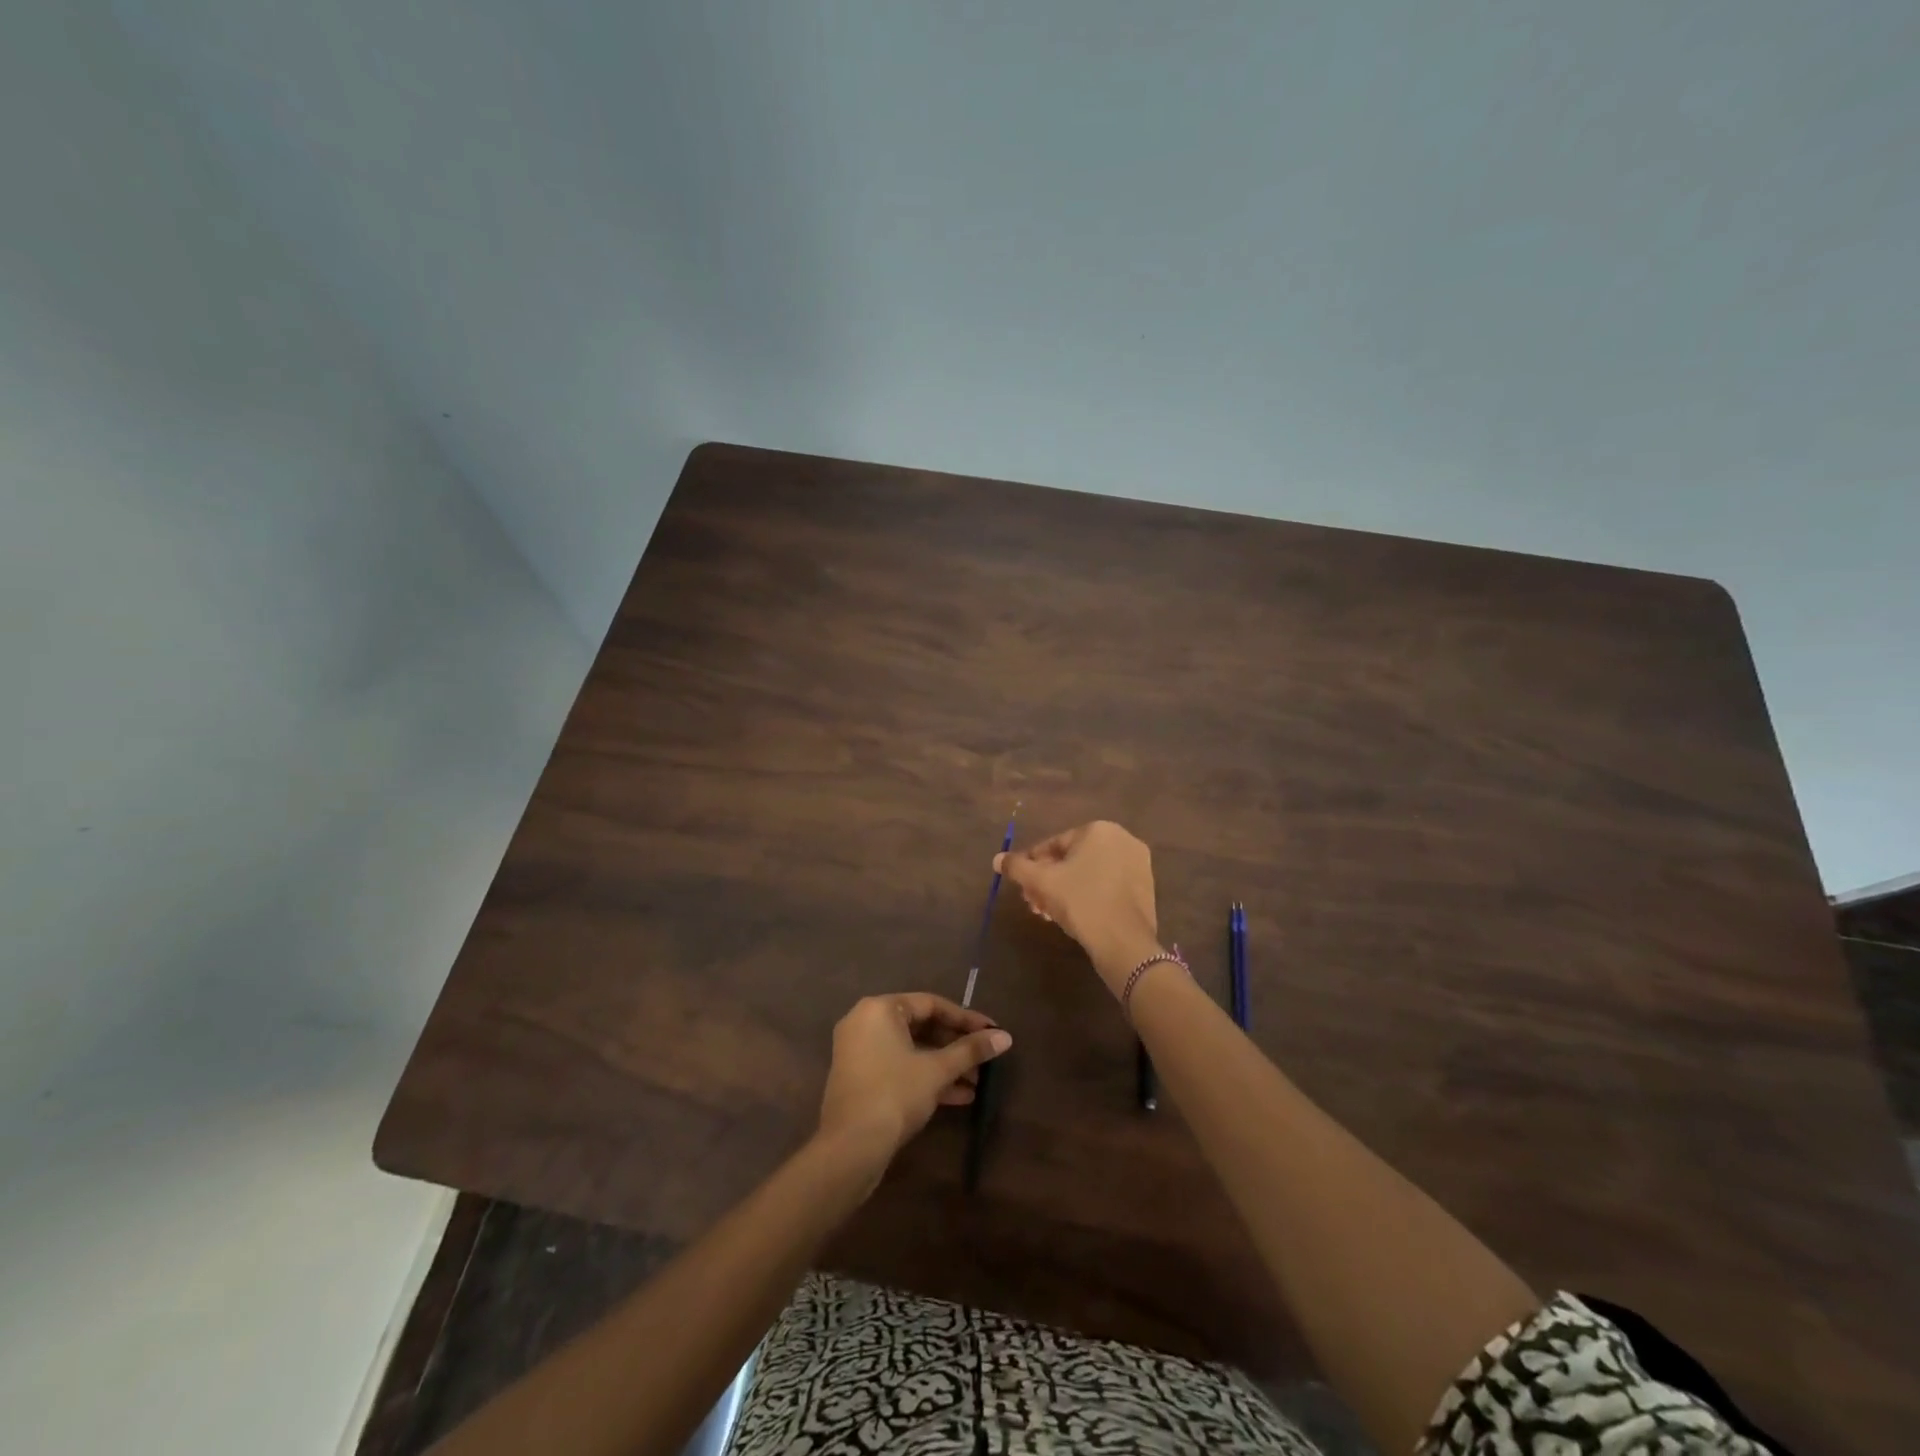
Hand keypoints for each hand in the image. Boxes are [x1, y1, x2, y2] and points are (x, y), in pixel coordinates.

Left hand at [816, 993, 1011, 1169]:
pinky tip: (958, 1097)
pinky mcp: (860, 1079)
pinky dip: (925, 1077)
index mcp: (880, 1009)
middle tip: (985, 1059)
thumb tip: (1005, 1037)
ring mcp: (860, 1052)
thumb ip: (970, 1050)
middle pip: (921, 1027)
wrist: (850, 1149)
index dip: (965, 1019)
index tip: (992, 1031)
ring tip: (977, 1083)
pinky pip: (899, 1067)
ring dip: (945, 1065)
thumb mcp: (937, 1070)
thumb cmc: (894, 1094)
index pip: (931, 1004)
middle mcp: (865, 1022)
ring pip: (912, 1051)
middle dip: (956, 1047)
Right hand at [996, 820, 1159, 992]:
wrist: (1123, 942)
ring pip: (1090, 873)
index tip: (1022, 885)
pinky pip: (1108, 885)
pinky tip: (1074, 916)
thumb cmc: (1080, 902)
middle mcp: (1123, 840)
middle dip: (1049, 881)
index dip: (1032, 865)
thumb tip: (997, 859)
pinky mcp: (1146, 888)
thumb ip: (1017, 867)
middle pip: (1072, 859)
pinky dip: (1089, 896)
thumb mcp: (1042, 882)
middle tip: (1034, 902)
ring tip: (1049, 913)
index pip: (1053, 844)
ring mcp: (1138, 864)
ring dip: (1065, 890)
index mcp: (1099, 830)